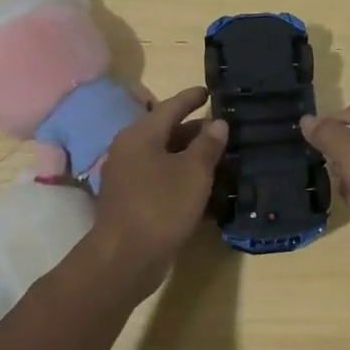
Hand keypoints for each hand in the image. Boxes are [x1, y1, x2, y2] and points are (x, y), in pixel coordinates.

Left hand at [88, 87, 227, 291]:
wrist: (126, 258)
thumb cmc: (161, 205)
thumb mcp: (193, 172)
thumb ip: (207, 145)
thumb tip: (217, 122)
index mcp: (140, 135)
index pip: (170, 107)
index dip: (192, 98)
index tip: (210, 91)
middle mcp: (130, 151)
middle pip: (166, 132)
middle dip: (195, 130)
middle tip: (223, 128)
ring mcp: (128, 178)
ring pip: (165, 158)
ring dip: (190, 157)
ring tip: (219, 156)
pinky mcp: (132, 202)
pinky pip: (161, 180)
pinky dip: (182, 178)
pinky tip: (204, 186)